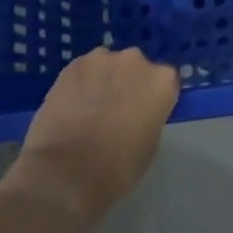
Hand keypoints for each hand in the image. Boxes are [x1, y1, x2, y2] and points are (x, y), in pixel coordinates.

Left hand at [9, 47, 180, 221]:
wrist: (67, 172)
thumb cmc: (119, 166)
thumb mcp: (151, 142)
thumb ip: (149, 115)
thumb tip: (136, 111)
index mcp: (163, 80)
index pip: (164, 81)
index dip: (152, 96)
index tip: (142, 112)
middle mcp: (136, 61)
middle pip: (135, 67)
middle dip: (127, 83)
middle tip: (115, 109)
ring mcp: (102, 59)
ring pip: (106, 67)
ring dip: (102, 81)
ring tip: (88, 109)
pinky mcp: (72, 65)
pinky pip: (82, 72)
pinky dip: (79, 85)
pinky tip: (69, 107)